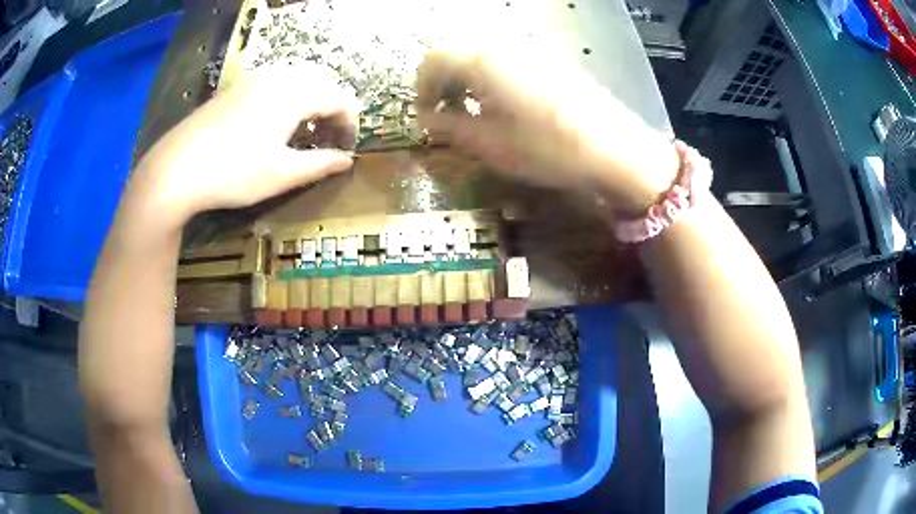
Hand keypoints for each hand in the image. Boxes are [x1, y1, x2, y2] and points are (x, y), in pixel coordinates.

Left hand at [133, 64, 358, 223]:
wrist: (177, 169)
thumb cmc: (235, 172)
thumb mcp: (283, 174)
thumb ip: (320, 164)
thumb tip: (346, 161)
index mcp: (297, 94)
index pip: (340, 98)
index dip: (350, 123)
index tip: (346, 149)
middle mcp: (279, 77)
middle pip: (321, 82)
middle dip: (331, 108)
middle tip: (326, 139)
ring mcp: (253, 80)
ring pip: (295, 80)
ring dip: (308, 102)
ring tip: (301, 132)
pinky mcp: (234, 89)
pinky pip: (272, 84)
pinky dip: (285, 98)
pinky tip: (271, 125)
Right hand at [416, 50, 679, 214]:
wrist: (614, 149)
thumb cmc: (547, 147)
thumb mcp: (490, 144)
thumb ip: (450, 128)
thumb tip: (426, 122)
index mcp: (482, 61)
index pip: (432, 60)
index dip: (422, 89)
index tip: (426, 118)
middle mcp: (504, 46)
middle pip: (457, 55)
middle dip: (444, 86)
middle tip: (447, 118)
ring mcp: (531, 51)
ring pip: (483, 58)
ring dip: (468, 83)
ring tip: (475, 116)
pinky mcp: (551, 62)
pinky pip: (508, 63)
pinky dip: (493, 81)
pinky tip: (506, 109)